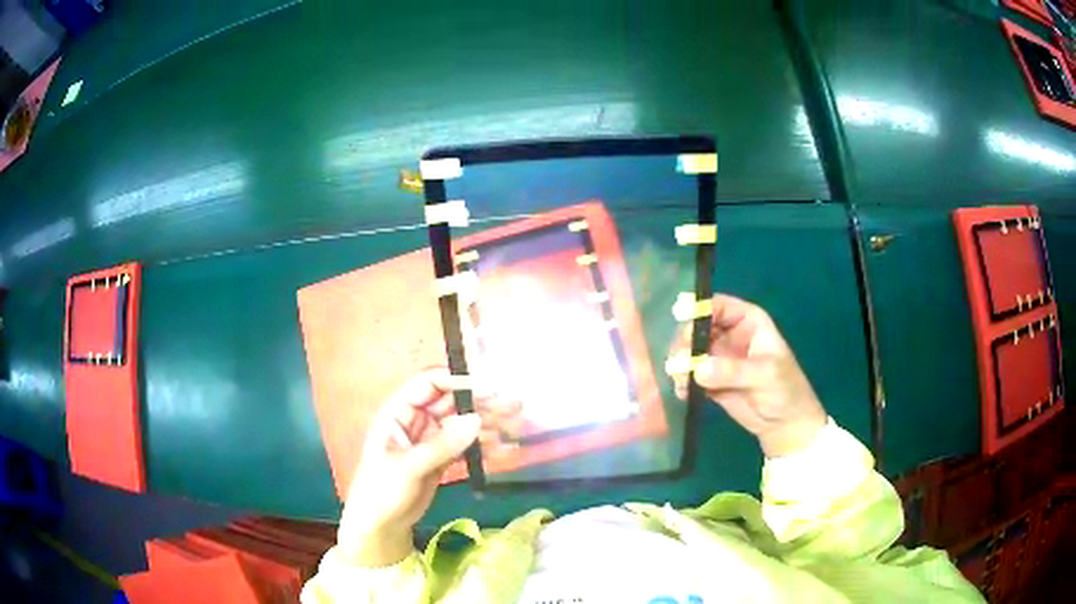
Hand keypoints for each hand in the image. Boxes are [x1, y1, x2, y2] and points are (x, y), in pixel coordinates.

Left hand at [338, 368, 519, 566]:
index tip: (490, 388)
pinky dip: (484, 445)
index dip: (458, 381)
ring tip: (516, 426)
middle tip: (514, 406)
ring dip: (489, 423)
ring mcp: (430, 439)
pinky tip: (504, 449)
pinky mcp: (441, 457)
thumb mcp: (409, 467)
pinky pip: (465, 444)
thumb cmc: (382, 491)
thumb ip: (442, 444)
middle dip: (482, 402)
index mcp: (398, 411)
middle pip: (452, 402)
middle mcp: (415, 419)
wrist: (381, 525)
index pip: (429, 384)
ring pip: (462, 423)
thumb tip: (477, 420)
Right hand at [669, 295, 826, 457]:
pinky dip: (682, 381)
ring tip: (681, 379)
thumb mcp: (764, 375)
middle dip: (685, 341)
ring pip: (690, 351)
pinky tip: (683, 392)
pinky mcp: (710, 381)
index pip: (718, 306)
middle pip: (697, 327)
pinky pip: (690, 375)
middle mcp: (730, 335)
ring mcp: (718, 358)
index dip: (699, 308)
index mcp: (748, 321)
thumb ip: (732, 370)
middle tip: (680, 359)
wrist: (784, 425)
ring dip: (680, 362)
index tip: (681, 316)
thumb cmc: (785, 390)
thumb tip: (697, 368)